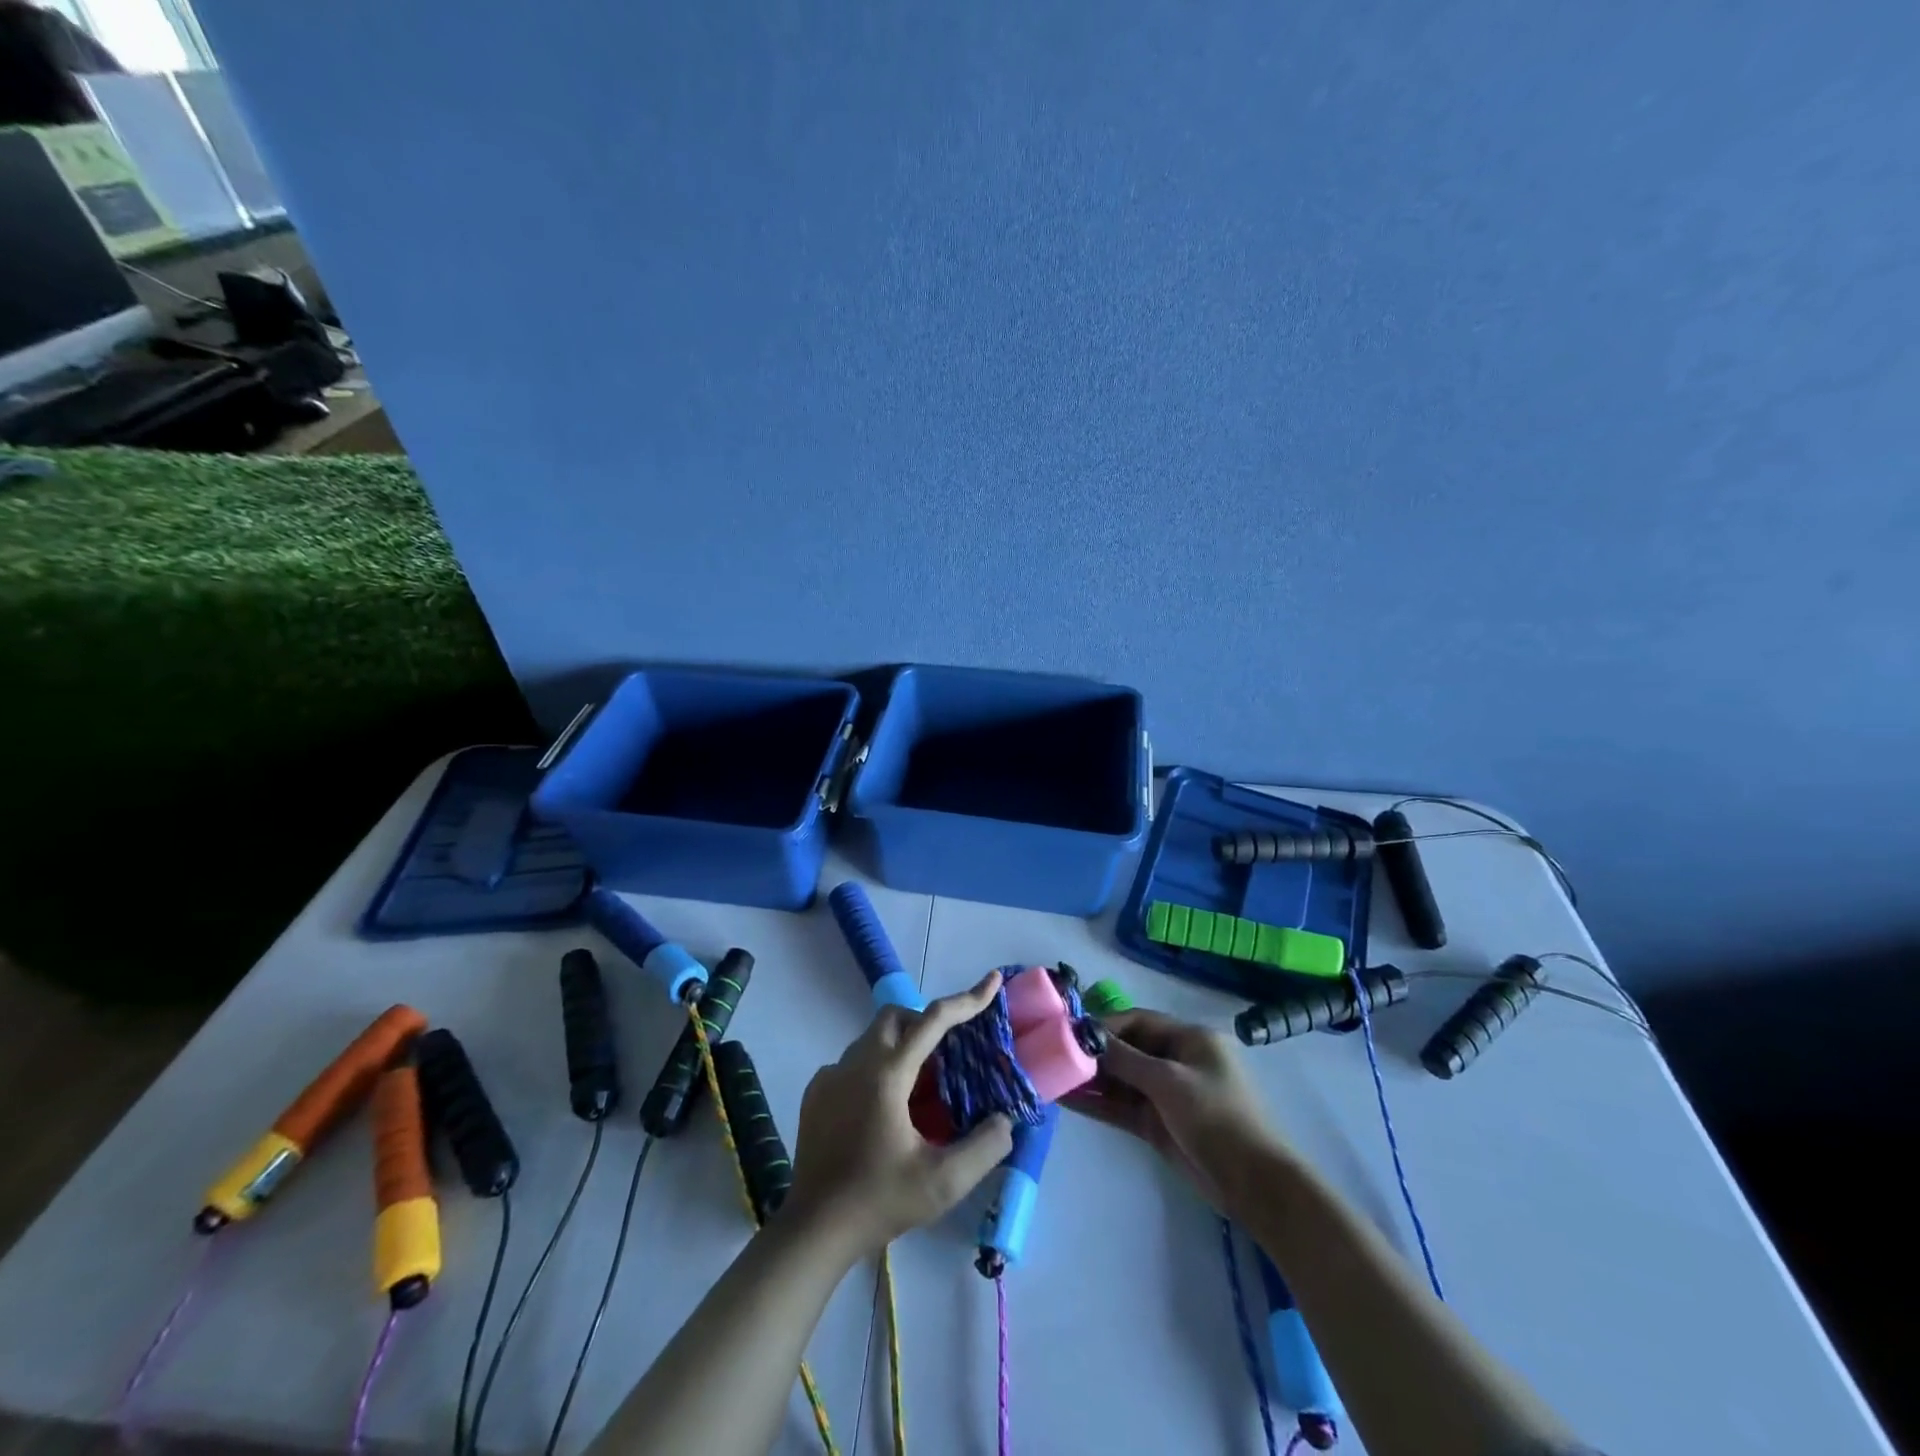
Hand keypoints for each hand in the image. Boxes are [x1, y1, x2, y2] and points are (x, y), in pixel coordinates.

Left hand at [783, 973, 1014, 1256]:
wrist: (813, 1230)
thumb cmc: (879, 1202)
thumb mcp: (943, 1183)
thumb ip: (984, 1148)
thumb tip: (1005, 1119)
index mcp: (887, 1075)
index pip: (934, 1020)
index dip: (968, 999)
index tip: (993, 980)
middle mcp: (856, 1063)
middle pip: (897, 1017)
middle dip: (927, 1021)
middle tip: (950, 1053)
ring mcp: (831, 1075)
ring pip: (873, 1037)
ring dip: (902, 1045)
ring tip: (922, 1086)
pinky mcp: (816, 1092)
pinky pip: (854, 1061)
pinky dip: (877, 1066)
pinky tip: (886, 1107)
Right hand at [1061, 1007, 1282, 1210]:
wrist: (1253, 1184)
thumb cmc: (1216, 1117)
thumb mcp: (1169, 1081)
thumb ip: (1126, 1058)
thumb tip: (1087, 1036)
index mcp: (1189, 1039)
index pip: (1138, 1021)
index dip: (1104, 1025)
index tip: (1069, 1031)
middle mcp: (1176, 1061)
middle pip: (1127, 1050)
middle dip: (1093, 1054)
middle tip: (1053, 1055)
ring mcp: (1167, 1095)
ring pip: (1121, 1080)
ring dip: (1090, 1080)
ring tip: (1053, 1078)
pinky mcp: (1158, 1124)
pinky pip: (1122, 1107)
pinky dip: (1098, 1104)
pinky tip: (1068, 1101)